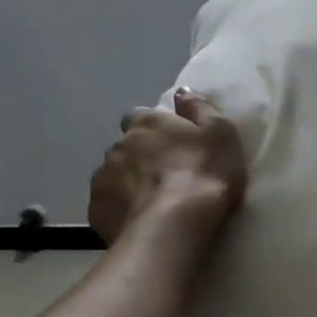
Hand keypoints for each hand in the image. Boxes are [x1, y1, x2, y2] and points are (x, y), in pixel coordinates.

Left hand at [89, 90, 247, 244]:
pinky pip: (107, 203)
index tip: (169, 142)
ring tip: (150, 200)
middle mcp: (120, 144)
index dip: (153, 127)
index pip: (140, 115)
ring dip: (128, 181)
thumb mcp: (220, 133)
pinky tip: (137, 219)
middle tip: (163, 174)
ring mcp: (103, 177)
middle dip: (139, 155)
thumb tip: (183, 91)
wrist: (173, 225)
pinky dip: (120, 207)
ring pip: (113, 173)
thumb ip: (200, 108)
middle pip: (126, 145)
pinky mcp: (96, 209)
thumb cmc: (204, 174)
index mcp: (149, 122)